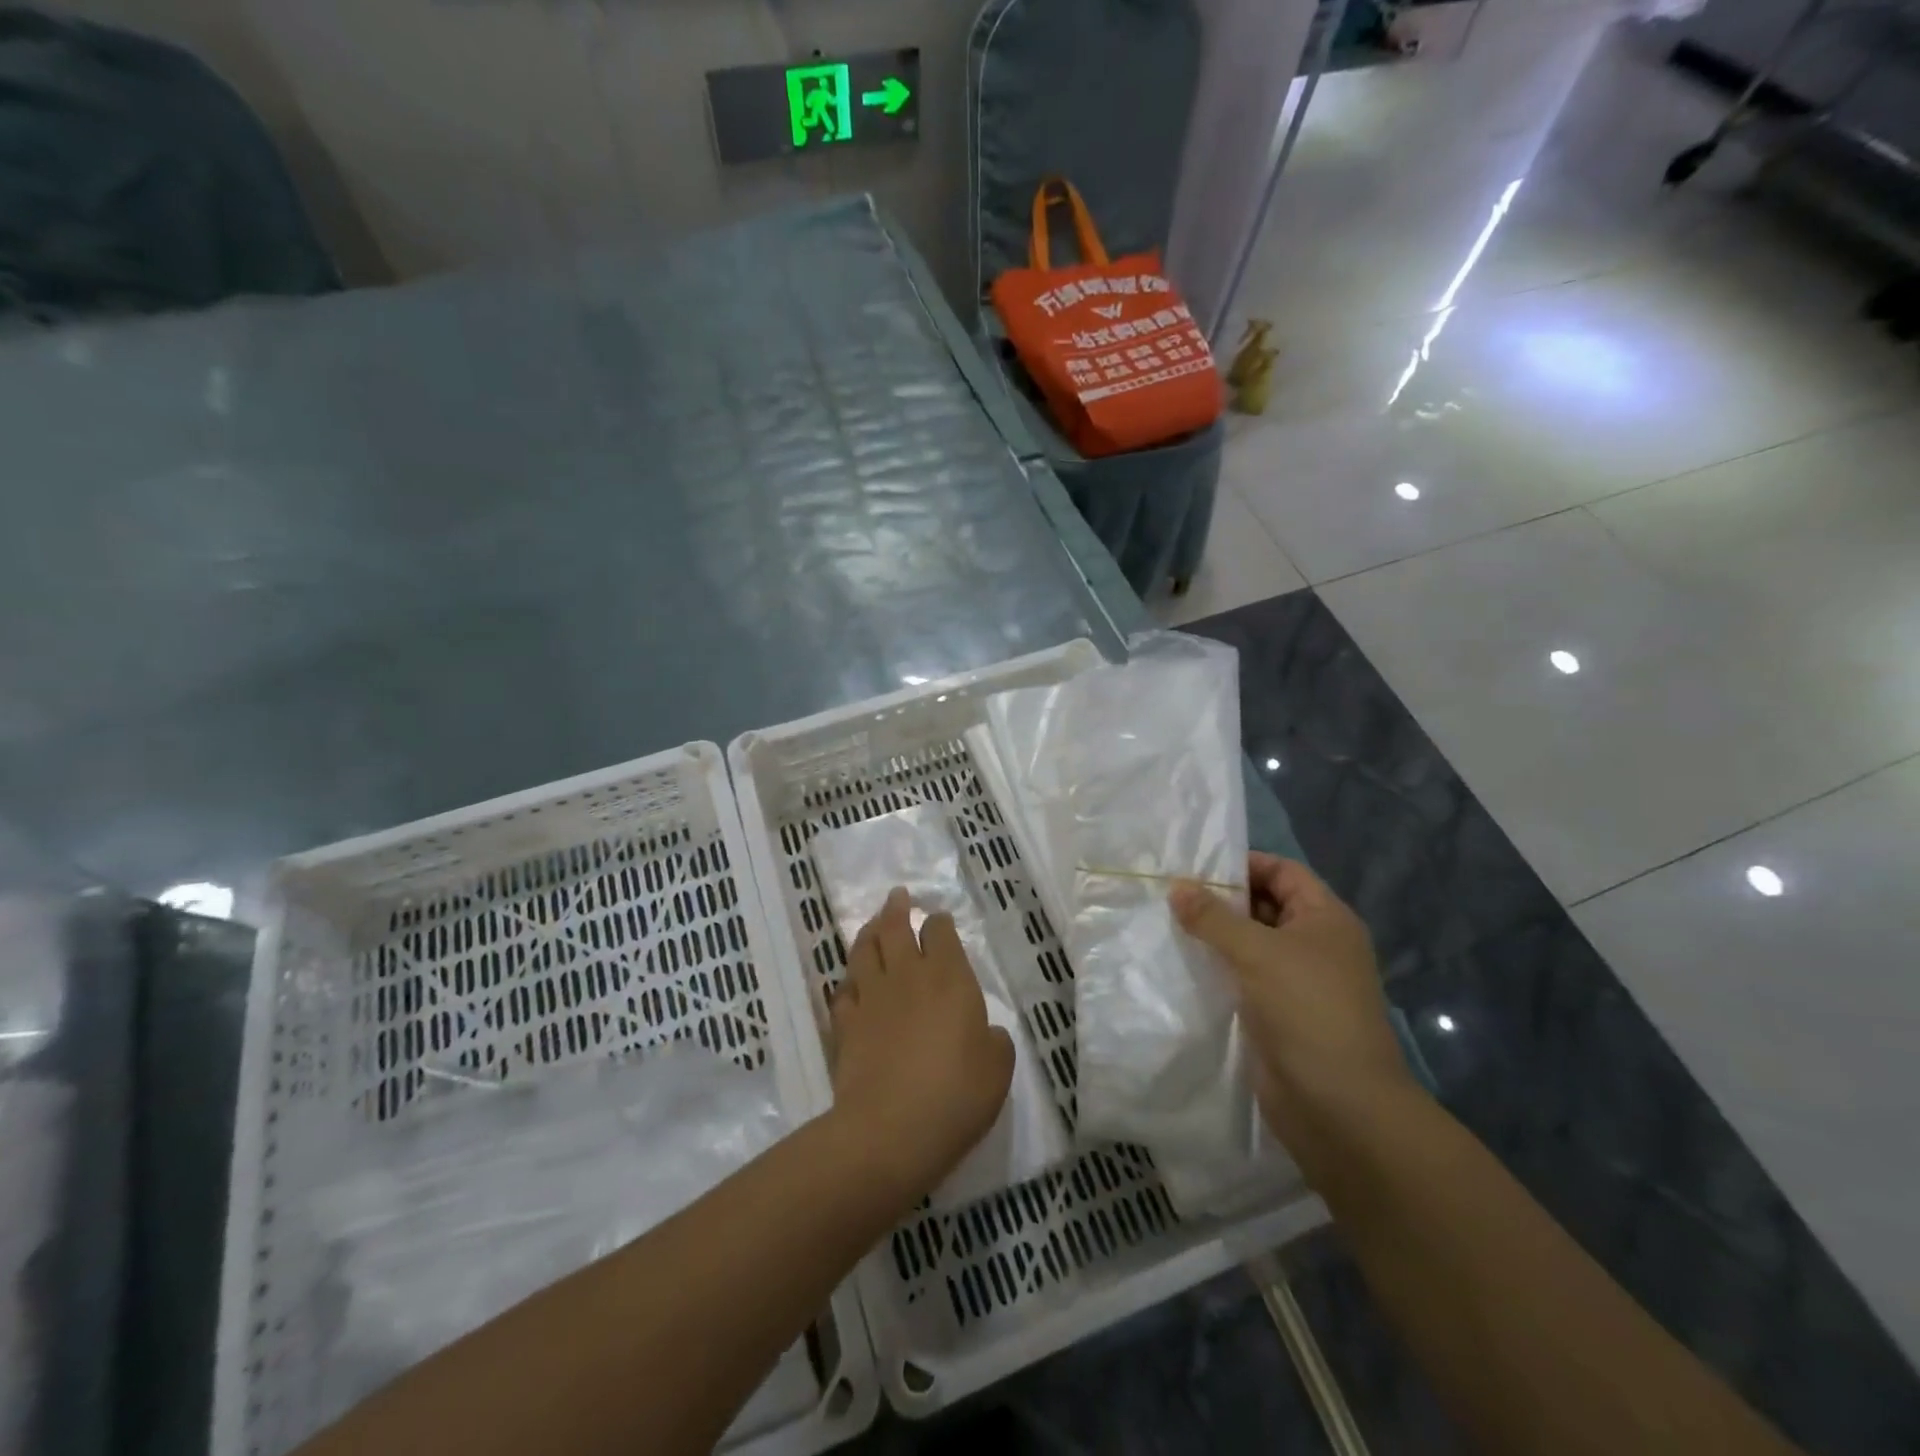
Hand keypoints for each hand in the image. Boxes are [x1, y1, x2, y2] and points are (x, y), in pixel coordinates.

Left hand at [828, 888, 1014, 1199]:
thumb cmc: (956, 1094)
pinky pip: (843, 991)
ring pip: (864, 950)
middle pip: (895, 928)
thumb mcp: (998, 1068)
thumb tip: (984, 1032)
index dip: (939, 923)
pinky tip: (851, 984)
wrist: (891, 1129)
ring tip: (872, 924)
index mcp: (949, 977)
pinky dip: (848, 982)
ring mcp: (871, 997)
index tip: (938, 921)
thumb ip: (994, 1040)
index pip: (940, 932)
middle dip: (897, 908)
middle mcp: (907, 976)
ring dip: (868, 932)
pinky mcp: (845, 1024)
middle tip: (897, 896)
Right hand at [1169, 854, 1413, 1153]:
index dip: (1243, 864)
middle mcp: (1315, 945)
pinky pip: (1243, 979)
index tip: (1195, 867)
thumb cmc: (1306, 1010)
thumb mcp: (1257, 952)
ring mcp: (1297, 982)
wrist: (1339, 1107)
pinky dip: (1216, 970)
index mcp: (1325, 919)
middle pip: (1264, 906)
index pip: (1283, 872)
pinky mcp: (1278, 1015)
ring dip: (1214, 937)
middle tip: (1170, 894)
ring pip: (1250, 945)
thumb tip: (1177, 886)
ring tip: (1165, 924)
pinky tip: (1181, 966)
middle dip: (1221, 900)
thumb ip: (1213, 917)